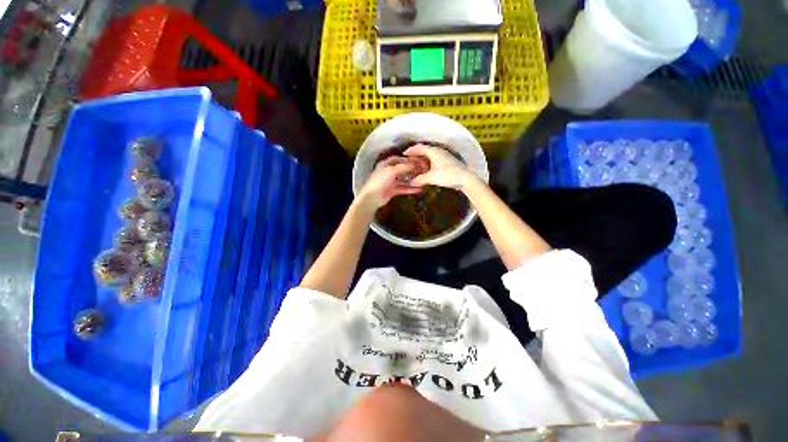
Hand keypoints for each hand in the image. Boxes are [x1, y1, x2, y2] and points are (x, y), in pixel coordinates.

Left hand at [358, 157, 422, 208]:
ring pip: (403, 179)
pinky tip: (419, 189)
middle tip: (423, 170)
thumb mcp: (392, 171)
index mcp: (386, 164)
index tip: (418, 160)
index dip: (407, 159)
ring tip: (423, 179)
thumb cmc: (380, 181)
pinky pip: (403, 188)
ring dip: (412, 179)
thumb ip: (404, 167)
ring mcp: (390, 182)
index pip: (398, 159)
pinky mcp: (393, 191)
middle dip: (412, 169)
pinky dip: (410, 189)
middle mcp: (388, 172)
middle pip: (402, 169)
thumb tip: (415, 164)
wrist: (372, 197)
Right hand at [403, 144, 475, 189]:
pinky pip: (434, 158)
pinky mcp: (447, 161)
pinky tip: (426, 169)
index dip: (411, 150)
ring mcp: (444, 156)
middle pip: (424, 149)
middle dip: (416, 154)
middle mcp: (438, 151)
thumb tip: (410, 182)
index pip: (419, 147)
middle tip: (408, 160)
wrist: (466, 179)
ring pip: (430, 154)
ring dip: (422, 158)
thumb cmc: (448, 175)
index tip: (403, 154)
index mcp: (434, 151)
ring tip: (415, 165)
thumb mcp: (432, 178)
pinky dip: (428, 162)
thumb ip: (420, 179)